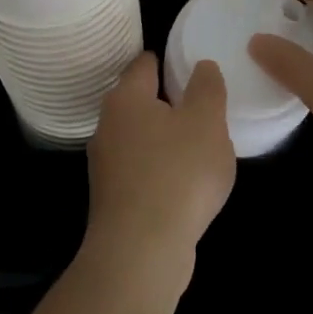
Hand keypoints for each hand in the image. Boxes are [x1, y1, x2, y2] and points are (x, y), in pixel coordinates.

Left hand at [84, 52, 235, 287]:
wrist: (141, 252)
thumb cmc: (177, 174)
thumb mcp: (207, 121)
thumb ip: (207, 88)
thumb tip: (201, 67)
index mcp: (126, 98)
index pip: (144, 64)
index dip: (168, 61)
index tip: (191, 67)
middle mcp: (107, 126)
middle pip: (139, 101)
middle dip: (167, 102)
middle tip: (202, 108)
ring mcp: (105, 165)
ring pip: (139, 138)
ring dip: (163, 139)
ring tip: (198, 147)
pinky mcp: (112, 199)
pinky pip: (140, 171)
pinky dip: (159, 170)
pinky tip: (183, 185)